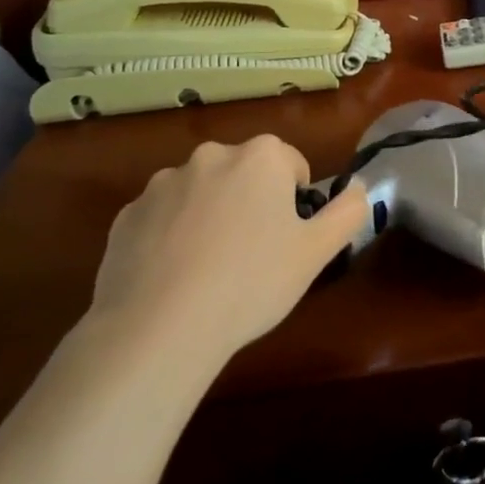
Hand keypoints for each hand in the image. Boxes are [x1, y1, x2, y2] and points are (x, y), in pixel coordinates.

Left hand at [82, 136, 368, 393]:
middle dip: (251, 202)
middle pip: (244, 173)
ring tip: (210, 269)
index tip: (287, 238)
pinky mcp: (126, 215)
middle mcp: (211, 156)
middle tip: (254, 253)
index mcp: (261, 156)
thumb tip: (358, 186)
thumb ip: (349, 210)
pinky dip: (171, 236)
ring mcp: (163, 184)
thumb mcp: (318, 251)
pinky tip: (174, 276)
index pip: (291, 164)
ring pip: (201, 193)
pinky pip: (162, 217)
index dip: (294, 201)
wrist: (158, 327)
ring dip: (211, 215)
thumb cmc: (251, 281)